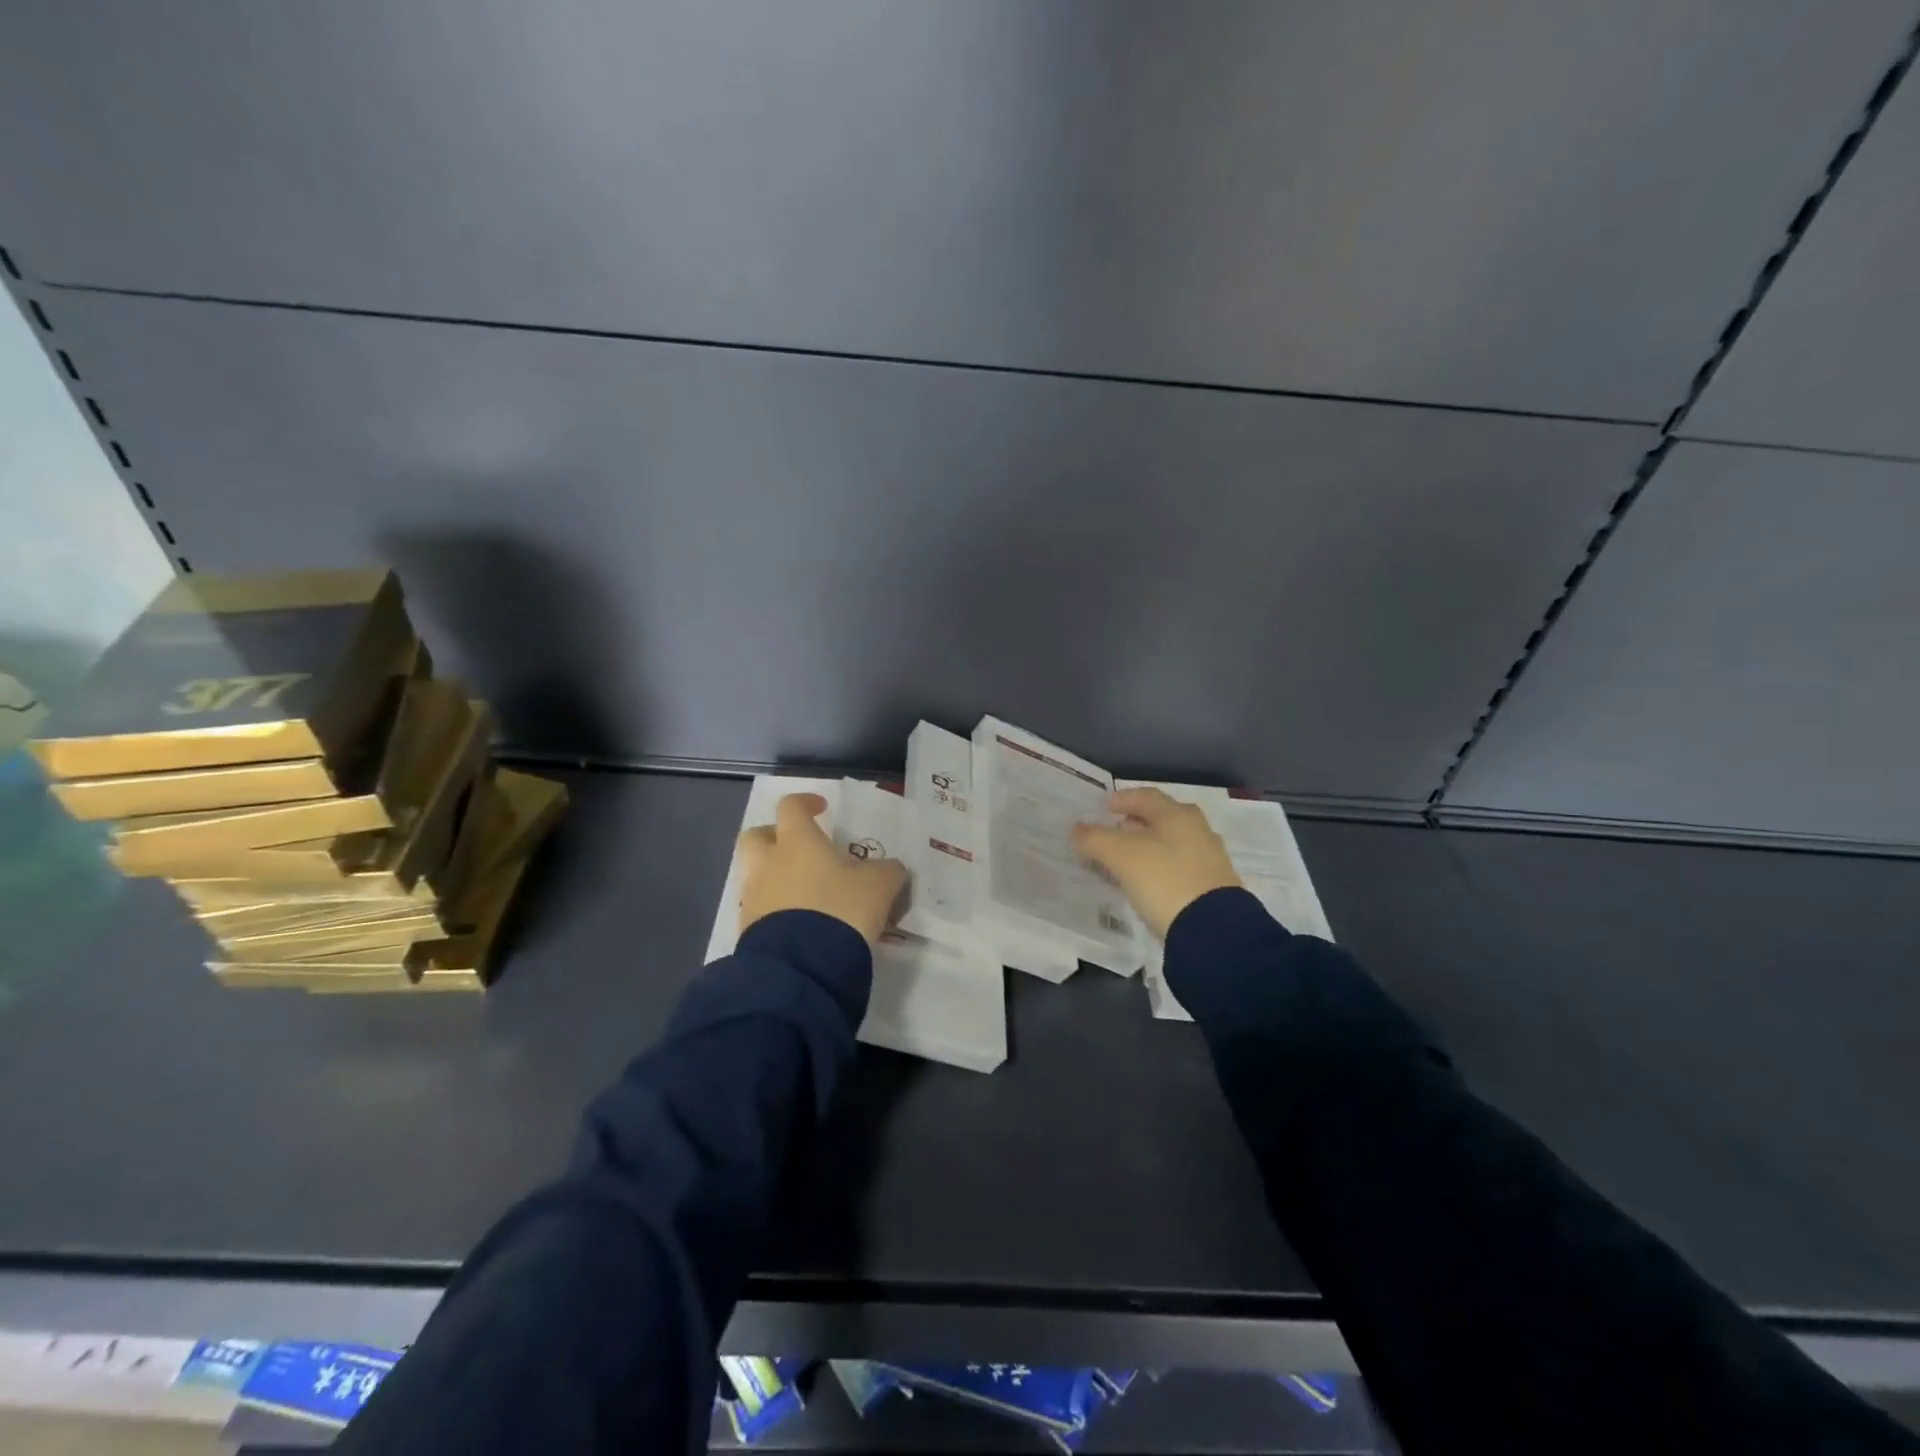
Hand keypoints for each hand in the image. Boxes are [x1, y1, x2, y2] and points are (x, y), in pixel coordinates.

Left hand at [738, 792, 906, 945]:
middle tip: (800, 848)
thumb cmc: (841, 909)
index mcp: (797, 841)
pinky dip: (777, 909)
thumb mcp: (880, 886)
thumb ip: (888, 871)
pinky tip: (802, 923)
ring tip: (808, 893)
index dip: (806, 803)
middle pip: (756, 836)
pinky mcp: (748, 930)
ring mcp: (753, 897)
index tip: (822, 809)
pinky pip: (761, 909)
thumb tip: (891, 869)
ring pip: (757, 875)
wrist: (803, 967)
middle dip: (775, 837)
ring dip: (777, 877)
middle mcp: (768, 863)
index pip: (791, 806)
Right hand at [1070, 787, 1241, 939]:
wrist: (1213, 930)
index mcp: (1177, 815)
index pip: (1146, 796)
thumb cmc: (1164, 880)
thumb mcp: (1121, 857)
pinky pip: (1179, 867)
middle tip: (1115, 832)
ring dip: (1148, 847)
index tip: (1104, 808)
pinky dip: (1160, 867)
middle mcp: (1197, 830)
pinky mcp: (1212, 887)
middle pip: (1162, 818)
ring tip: (1126, 861)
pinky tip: (1147, 883)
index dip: (1123, 799)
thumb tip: (1076, 828)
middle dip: (1136, 823)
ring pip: (1172, 843)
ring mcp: (1208, 859)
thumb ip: (1095, 839)